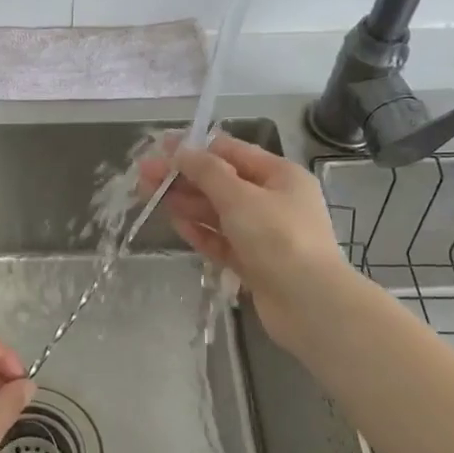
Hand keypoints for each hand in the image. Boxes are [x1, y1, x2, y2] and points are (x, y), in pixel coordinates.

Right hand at [137, 133, 349, 353]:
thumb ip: (207, 172)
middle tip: (144, 176)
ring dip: (187, 203)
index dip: (195, 149)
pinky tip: (176, 224)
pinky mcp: (253, 262)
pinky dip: (200, 231)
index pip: (232, 152)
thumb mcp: (240, 197)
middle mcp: (273, 200)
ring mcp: (263, 234)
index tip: (160, 148)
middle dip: (184, 177)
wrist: (309, 304)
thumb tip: (181, 151)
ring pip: (218, 212)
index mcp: (279, 175)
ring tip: (150, 197)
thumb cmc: (278, 238)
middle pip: (221, 182)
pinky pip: (221, 240)